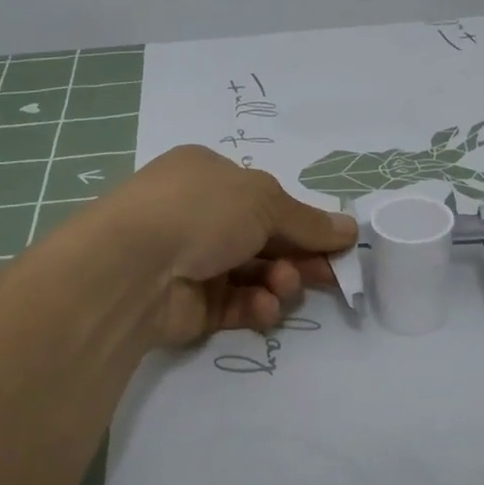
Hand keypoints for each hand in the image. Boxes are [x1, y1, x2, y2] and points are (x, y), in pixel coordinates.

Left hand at [97, 145, 357, 345]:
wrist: (133, 268)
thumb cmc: (200, 211)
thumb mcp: (264, 200)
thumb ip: (308, 221)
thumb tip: (350, 228)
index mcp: (208, 176)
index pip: (266, 199)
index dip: (304, 222)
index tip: (338, 244)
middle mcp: (199, 216)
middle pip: (265, 239)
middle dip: (299, 256)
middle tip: (329, 274)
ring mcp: (192, 261)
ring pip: (254, 275)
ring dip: (279, 282)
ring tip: (282, 287)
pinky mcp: (191, 306)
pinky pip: (236, 305)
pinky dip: (256, 307)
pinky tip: (264, 307)